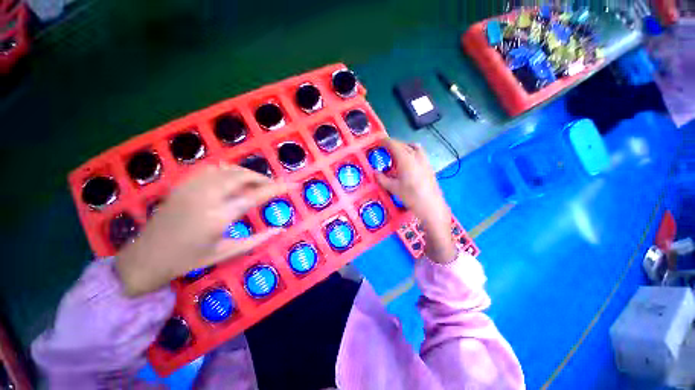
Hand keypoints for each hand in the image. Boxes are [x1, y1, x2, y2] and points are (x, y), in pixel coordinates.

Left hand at [115, 163, 292, 295]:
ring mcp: (192, 187)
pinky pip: (211, 169)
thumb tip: (280, 229)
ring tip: (255, 184)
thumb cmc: (189, 259)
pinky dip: (228, 171)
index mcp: (219, 217)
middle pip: (242, 176)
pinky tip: (232, 179)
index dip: (277, 188)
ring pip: (227, 169)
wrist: (146, 257)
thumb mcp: (226, 253)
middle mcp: (206, 197)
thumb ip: (257, 240)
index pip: (256, 196)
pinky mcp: (183, 184)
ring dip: (246, 173)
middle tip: (271, 186)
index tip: (292, 184)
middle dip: (262, 178)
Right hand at [375, 139, 456, 263]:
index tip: (378, 141)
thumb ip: (382, 178)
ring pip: (414, 147)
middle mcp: (416, 156)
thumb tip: (375, 172)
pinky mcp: (429, 166)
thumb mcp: (393, 188)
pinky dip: (412, 153)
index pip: (394, 144)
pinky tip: (408, 164)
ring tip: (397, 155)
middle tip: (384, 149)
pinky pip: (420, 153)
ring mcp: (425, 161)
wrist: (431, 206)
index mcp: (406, 159)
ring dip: (404, 147)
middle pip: (403, 144)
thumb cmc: (411, 197)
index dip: (385, 141)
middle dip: (393, 144)